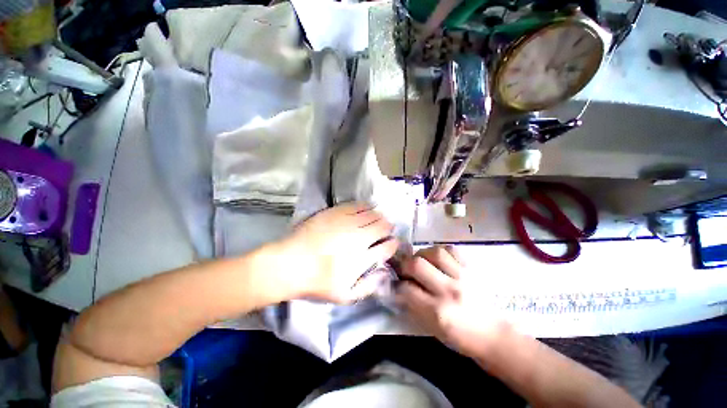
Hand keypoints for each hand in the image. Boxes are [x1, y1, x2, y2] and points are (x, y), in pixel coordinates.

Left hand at [280, 203, 398, 303]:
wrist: (290, 264)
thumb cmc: (316, 283)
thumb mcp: (344, 296)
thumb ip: (368, 287)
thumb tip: (384, 274)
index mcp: (362, 259)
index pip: (387, 247)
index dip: (393, 244)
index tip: (392, 243)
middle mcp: (358, 237)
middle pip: (382, 226)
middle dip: (387, 227)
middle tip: (385, 229)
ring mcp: (347, 222)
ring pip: (372, 213)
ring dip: (378, 216)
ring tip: (376, 219)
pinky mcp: (335, 212)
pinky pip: (357, 205)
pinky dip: (365, 206)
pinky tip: (365, 209)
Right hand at [396, 246, 505, 358]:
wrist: (495, 335)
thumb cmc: (461, 338)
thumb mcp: (433, 329)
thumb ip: (414, 306)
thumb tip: (399, 289)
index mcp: (438, 311)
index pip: (406, 289)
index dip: (396, 285)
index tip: (396, 283)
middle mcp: (449, 290)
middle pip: (417, 264)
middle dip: (404, 264)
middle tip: (405, 268)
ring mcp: (462, 277)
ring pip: (434, 252)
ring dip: (422, 254)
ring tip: (422, 261)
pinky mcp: (472, 269)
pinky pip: (451, 250)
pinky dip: (440, 251)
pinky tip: (438, 258)